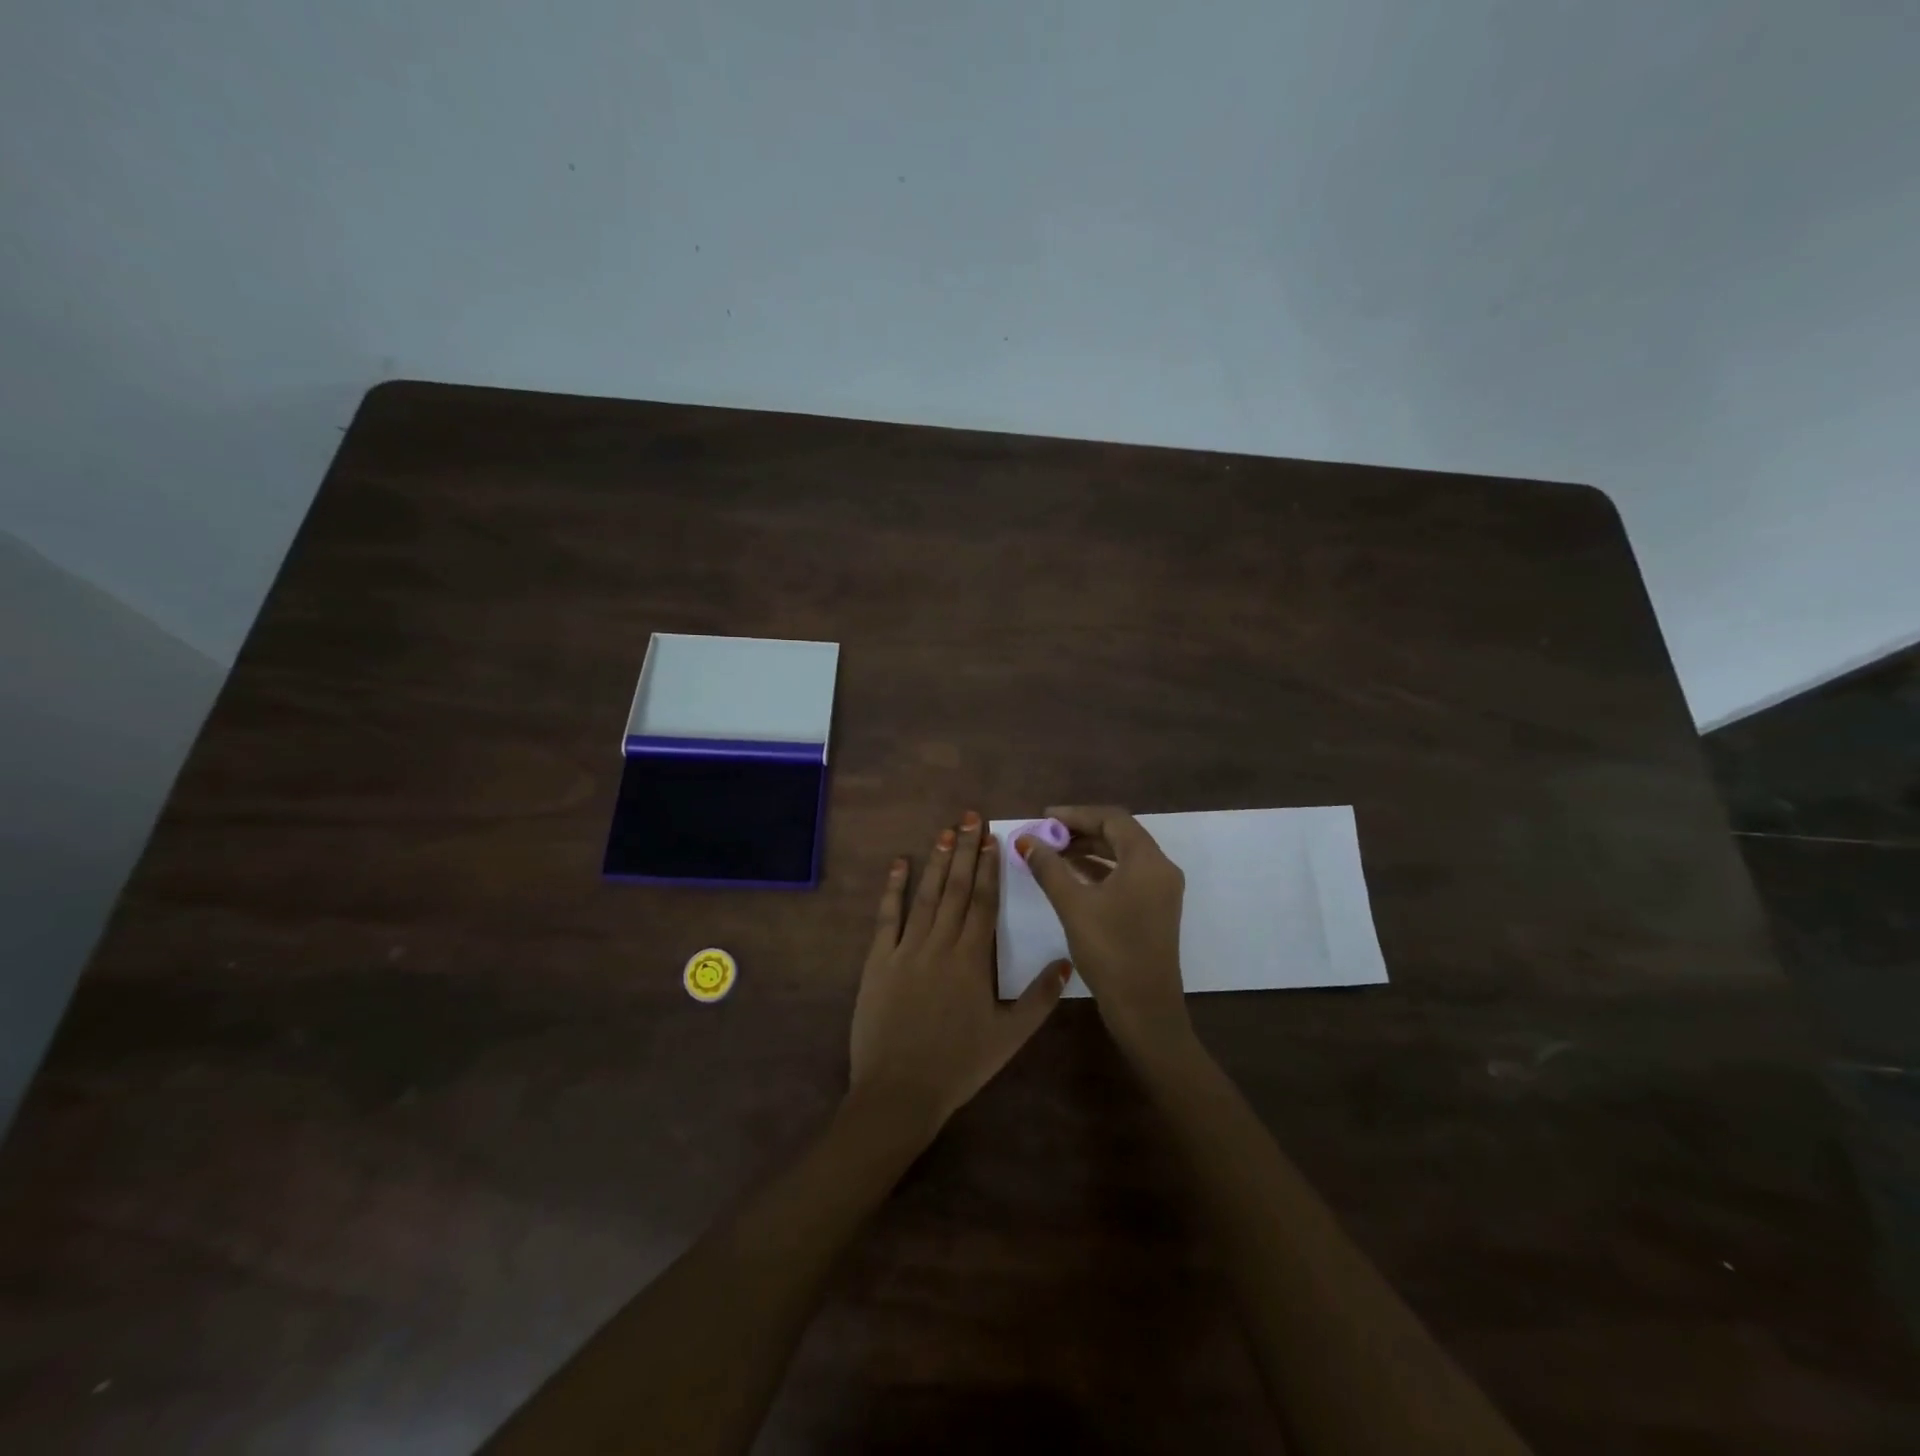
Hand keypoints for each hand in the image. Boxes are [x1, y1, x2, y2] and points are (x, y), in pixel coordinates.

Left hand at [849, 812, 1070, 1136]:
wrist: (899, 1091)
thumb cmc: (959, 1065)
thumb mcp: (1009, 1037)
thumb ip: (1040, 999)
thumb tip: (1066, 961)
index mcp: (972, 959)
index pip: (983, 902)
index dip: (988, 867)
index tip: (992, 838)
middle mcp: (940, 944)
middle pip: (956, 889)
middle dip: (964, 850)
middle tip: (970, 817)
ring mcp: (906, 949)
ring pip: (925, 896)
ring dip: (936, 862)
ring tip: (945, 831)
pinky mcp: (878, 961)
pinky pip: (886, 918)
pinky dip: (892, 889)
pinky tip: (898, 865)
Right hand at [1018, 805, 1191, 1061]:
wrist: (1145, 1009)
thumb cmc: (1110, 951)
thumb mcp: (1073, 905)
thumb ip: (1049, 867)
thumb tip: (1026, 840)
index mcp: (1147, 861)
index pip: (1112, 819)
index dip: (1076, 814)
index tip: (1044, 818)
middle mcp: (1160, 868)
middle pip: (1120, 834)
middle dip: (1081, 831)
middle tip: (1046, 835)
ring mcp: (1161, 890)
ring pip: (1123, 855)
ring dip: (1089, 850)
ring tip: (1053, 853)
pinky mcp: (1155, 908)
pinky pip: (1127, 875)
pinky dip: (1100, 869)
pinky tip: (1072, 876)